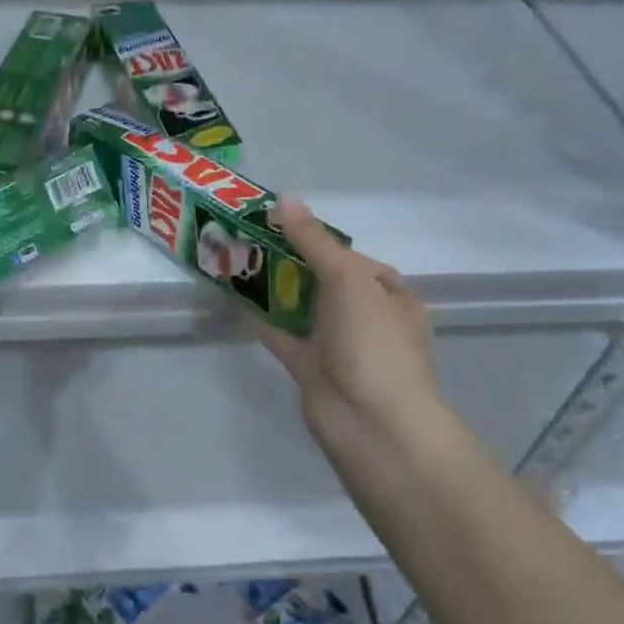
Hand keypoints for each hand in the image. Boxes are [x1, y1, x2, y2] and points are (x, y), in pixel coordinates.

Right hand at [257, 197, 440, 451]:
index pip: (354, 259)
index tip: (282, 225)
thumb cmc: (373, 343)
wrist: (373, 425)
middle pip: (325, 281)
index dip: (321, 240)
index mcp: (390, 295)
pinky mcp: (311, 368)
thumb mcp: (348, 279)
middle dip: (292, 261)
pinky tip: (234, 298)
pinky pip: (283, 336)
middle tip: (251, 238)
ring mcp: (339, 346)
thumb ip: (314, 241)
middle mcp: (367, 318)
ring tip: (237, 260)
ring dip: (275, 288)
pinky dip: (262, 319)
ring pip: (302, 307)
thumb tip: (285, 198)